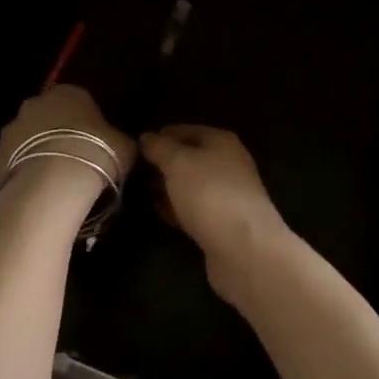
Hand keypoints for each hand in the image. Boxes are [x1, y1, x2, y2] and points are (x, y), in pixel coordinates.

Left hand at [0, 84, 134, 194]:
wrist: (55, 182)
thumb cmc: (97, 153)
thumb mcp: (125, 146)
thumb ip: (119, 140)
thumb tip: (119, 143)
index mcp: (68, 93)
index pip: (77, 100)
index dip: (85, 122)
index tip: (93, 142)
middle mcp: (35, 104)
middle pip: (45, 116)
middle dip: (55, 133)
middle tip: (72, 158)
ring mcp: (10, 130)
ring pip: (24, 140)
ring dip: (35, 153)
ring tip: (53, 179)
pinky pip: (9, 165)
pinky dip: (19, 175)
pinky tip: (34, 192)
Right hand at [140, 126, 287, 284]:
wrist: (243, 248)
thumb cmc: (209, 194)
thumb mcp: (178, 162)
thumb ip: (159, 147)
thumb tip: (146, 137)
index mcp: (220, 141)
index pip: (184, 130)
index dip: (159, 136)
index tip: (134, 149)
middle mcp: (227, 164)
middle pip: (187, 159)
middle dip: (162, 165)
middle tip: (134, 174)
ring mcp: (226, 194)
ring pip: (189, 186)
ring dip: (167, 189)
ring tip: (142, 195)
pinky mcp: (222, 222)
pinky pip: (194, 209)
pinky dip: (178, 210)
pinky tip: (162, 216)